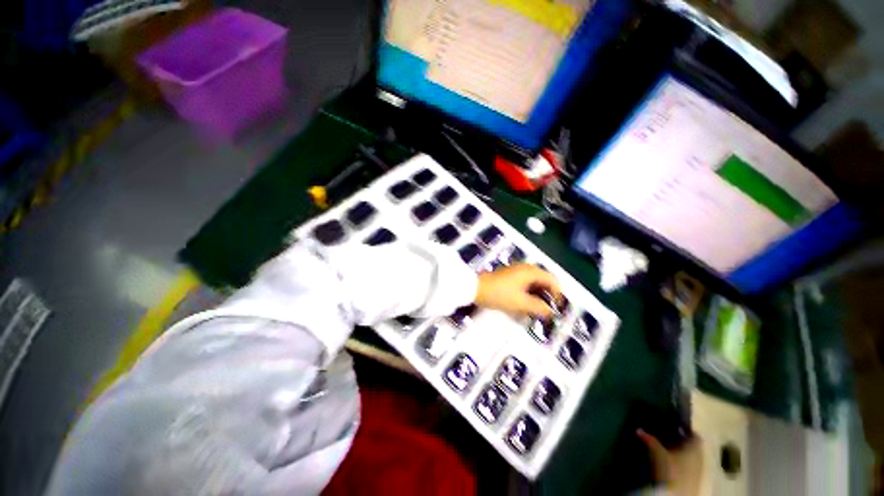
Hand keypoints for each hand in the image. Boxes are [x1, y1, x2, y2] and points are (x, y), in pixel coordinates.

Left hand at [475, 264, 560, 317]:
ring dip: (536, 296)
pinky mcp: (508, 276)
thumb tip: (550, 312)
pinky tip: (523, 306)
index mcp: (530, 271)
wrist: (475, 288)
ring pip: (533, 284)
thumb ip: (538, 307)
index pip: (552, 280)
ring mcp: (516, 271)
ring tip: (535, 311)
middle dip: (546, 296)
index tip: (556, 308)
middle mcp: (525, 268)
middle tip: (546, 311)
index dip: (557, 294)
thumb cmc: (499, 294)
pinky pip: (524, 284)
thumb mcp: (520, 303)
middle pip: (543, 281)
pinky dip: (527, 294)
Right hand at [638, 430, 703, 495]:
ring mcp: (699, 470)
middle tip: (671, 436)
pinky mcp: (694, 480)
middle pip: (694, 446)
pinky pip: (690, 467)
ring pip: (693, 457)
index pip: (695, 436)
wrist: (676, 493)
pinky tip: (672, 463)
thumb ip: (649, 440)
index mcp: (694, 448)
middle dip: (684, 442)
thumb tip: (638, 429)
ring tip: (669, 449)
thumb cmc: (670, 468)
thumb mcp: (657, 453)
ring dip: (683, 453)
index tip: (677, 426)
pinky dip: (683, 463)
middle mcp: (700, 457)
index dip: (687, 430)